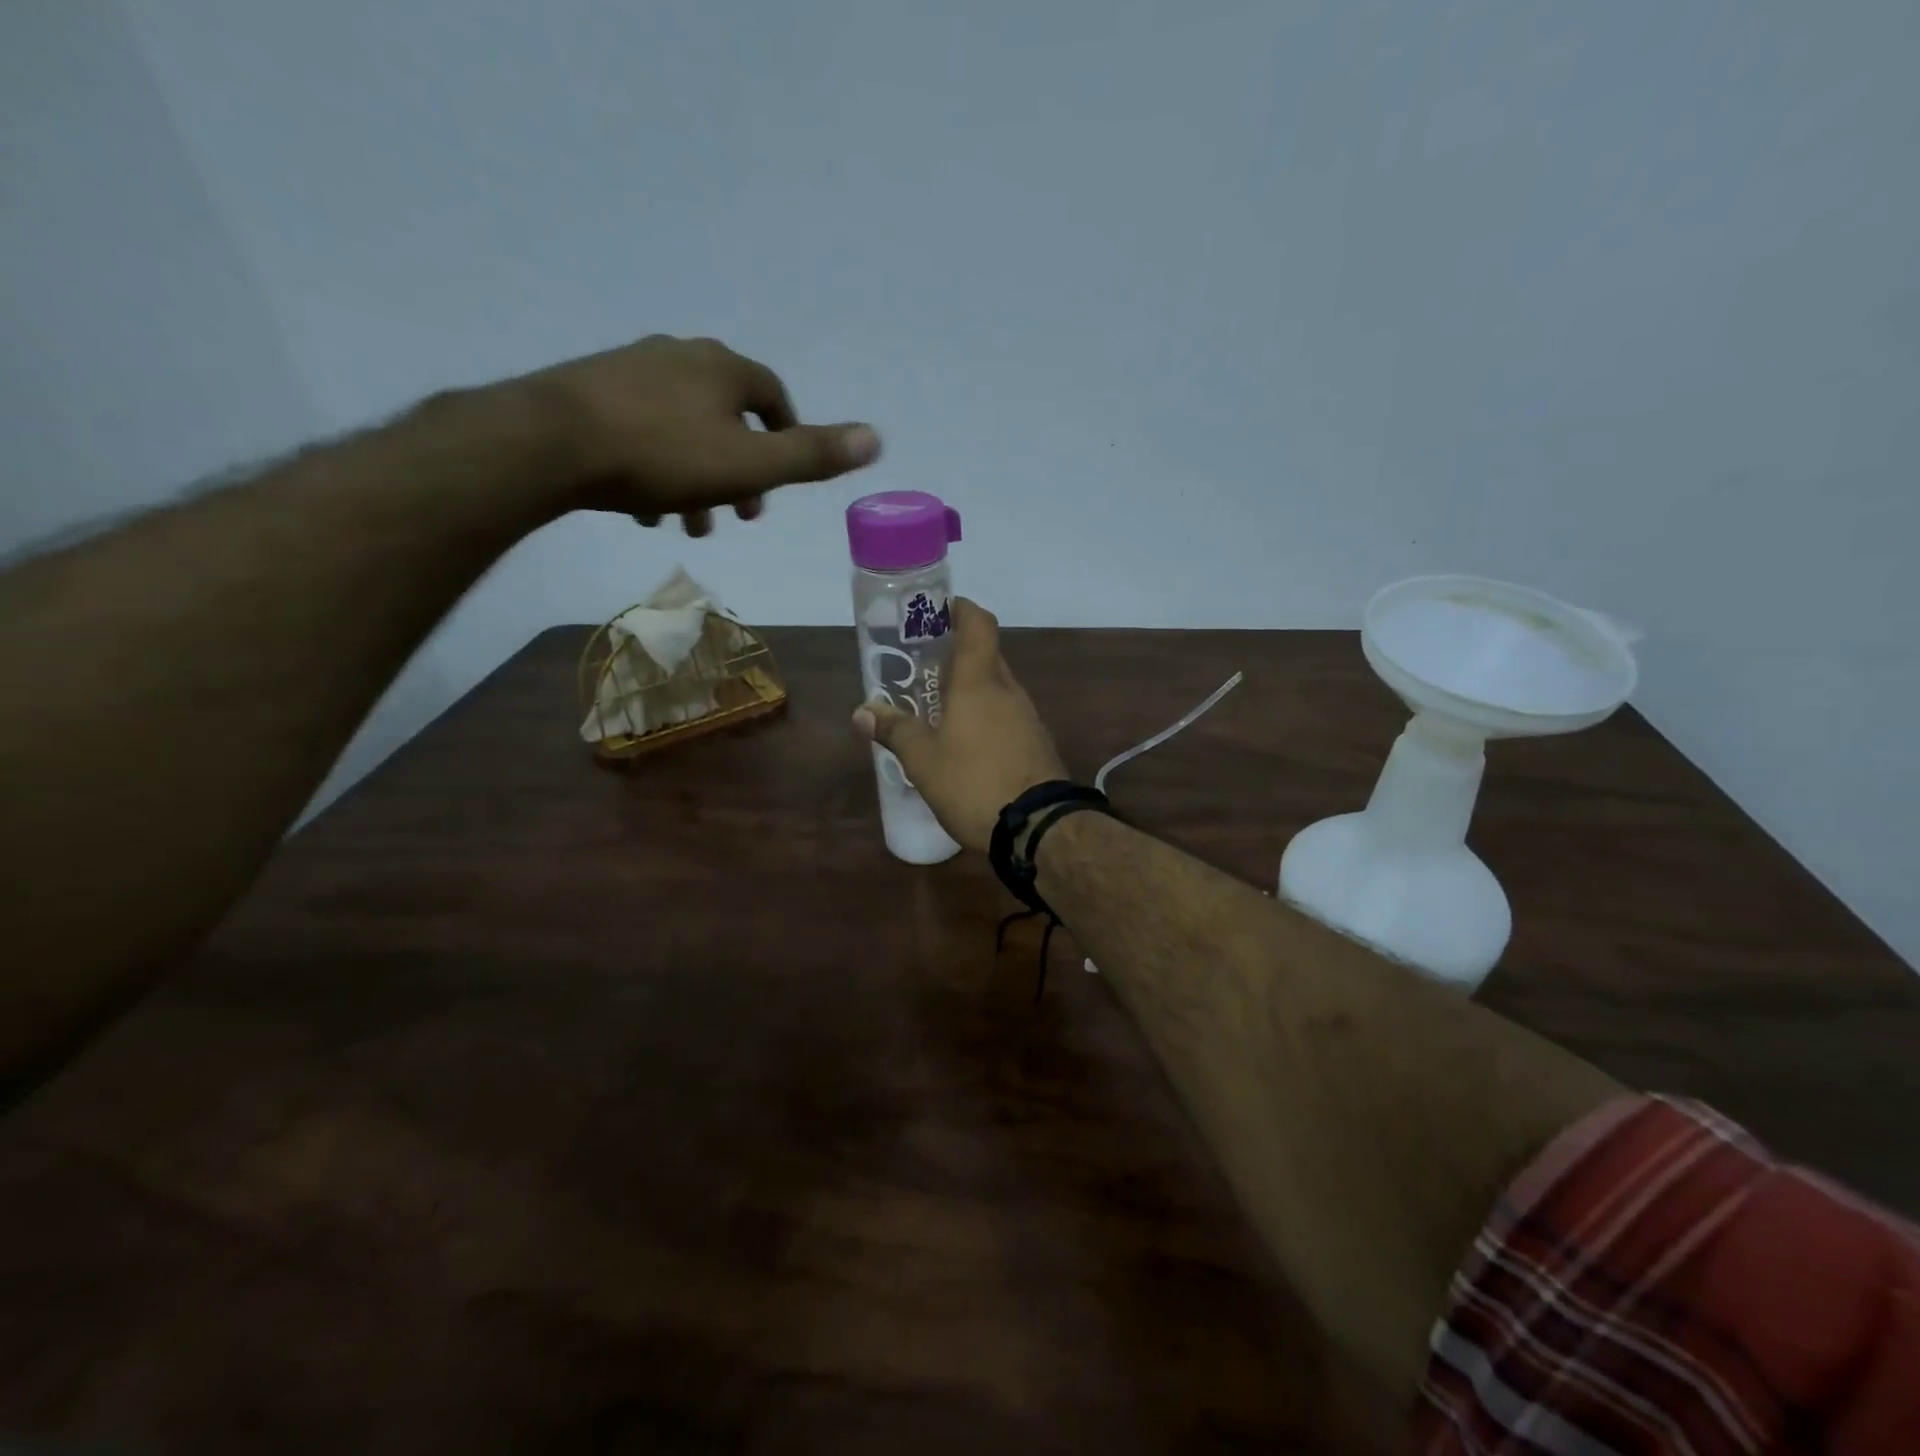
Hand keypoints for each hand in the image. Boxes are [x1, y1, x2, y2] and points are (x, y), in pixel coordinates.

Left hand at [518, 335, 880, 534]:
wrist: (551, 443)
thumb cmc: (663, 456)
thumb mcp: (751, 465)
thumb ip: (812, 454)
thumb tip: (877, 437)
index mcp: (723, 367)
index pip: (772, 394)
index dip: (785, 435)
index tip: (780, 478)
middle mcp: (680, 355)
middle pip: (726, 415)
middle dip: (739, 469)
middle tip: (739, 514)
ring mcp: (630, 369)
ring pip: (682, 428)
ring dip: (697, 478)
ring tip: (690, 525)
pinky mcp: (589, 390)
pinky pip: (640, 430)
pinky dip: (655, 467)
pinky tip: (644, 507)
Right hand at [853, 599, 1066, 850]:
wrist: (1039, 827)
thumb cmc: (974, 783)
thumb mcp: (923, 761)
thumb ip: (895, 731)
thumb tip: (862, 711)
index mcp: (979, 681)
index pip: (978, 623)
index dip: (960, 609)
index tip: (938, 611)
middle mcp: (1008, 690)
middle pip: (985, 655)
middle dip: (955, 655)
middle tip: (921, 668)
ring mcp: (1027, 716)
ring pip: (996, 688)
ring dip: (969, 689)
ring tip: (936, 708)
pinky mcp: (1036, 742)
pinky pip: (1006, 715)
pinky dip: (985, 716)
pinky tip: (964, 742)